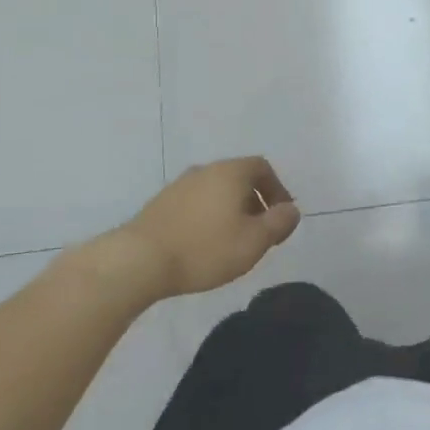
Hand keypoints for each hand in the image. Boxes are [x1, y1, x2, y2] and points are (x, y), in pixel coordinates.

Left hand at [120, 158, 300, 297]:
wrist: (138, 261)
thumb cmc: (205, 248)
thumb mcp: (254, 241)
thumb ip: (279, 222)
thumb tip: (292, 210)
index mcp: (231, 172)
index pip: (263, 168)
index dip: (277, 190)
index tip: (281, 218)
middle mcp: (205, 170)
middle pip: (239, 178)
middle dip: (255, 203)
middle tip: (260, 233)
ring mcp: (179, 186)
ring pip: (215, 192)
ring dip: (230, 211)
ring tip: (232, 242)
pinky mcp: (160, 204)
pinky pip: (195, 204)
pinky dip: (207, 218)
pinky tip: (203, 245)